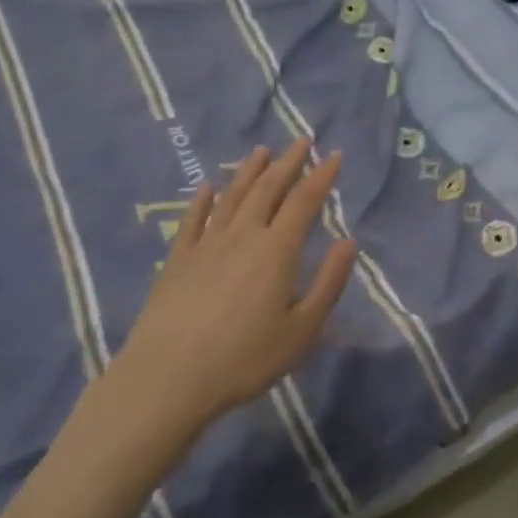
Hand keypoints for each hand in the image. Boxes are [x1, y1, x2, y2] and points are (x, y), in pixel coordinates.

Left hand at [106, 140, 357, 440]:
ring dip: (249, 171)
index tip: (334, 155)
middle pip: (268, 189)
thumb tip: (348, 242)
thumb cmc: (245, 358)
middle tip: (301, 140)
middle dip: (288, 162)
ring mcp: (206, 244)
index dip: (321, 176)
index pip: (304, 201)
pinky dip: (202, 200)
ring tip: (261, 151)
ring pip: (232, 196)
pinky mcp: (178, 259)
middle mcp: (243, 234)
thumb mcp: (302, 330)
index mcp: (277, 250)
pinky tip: (206, 187)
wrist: (169, 378)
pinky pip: (193, 220)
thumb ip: (329, 283)